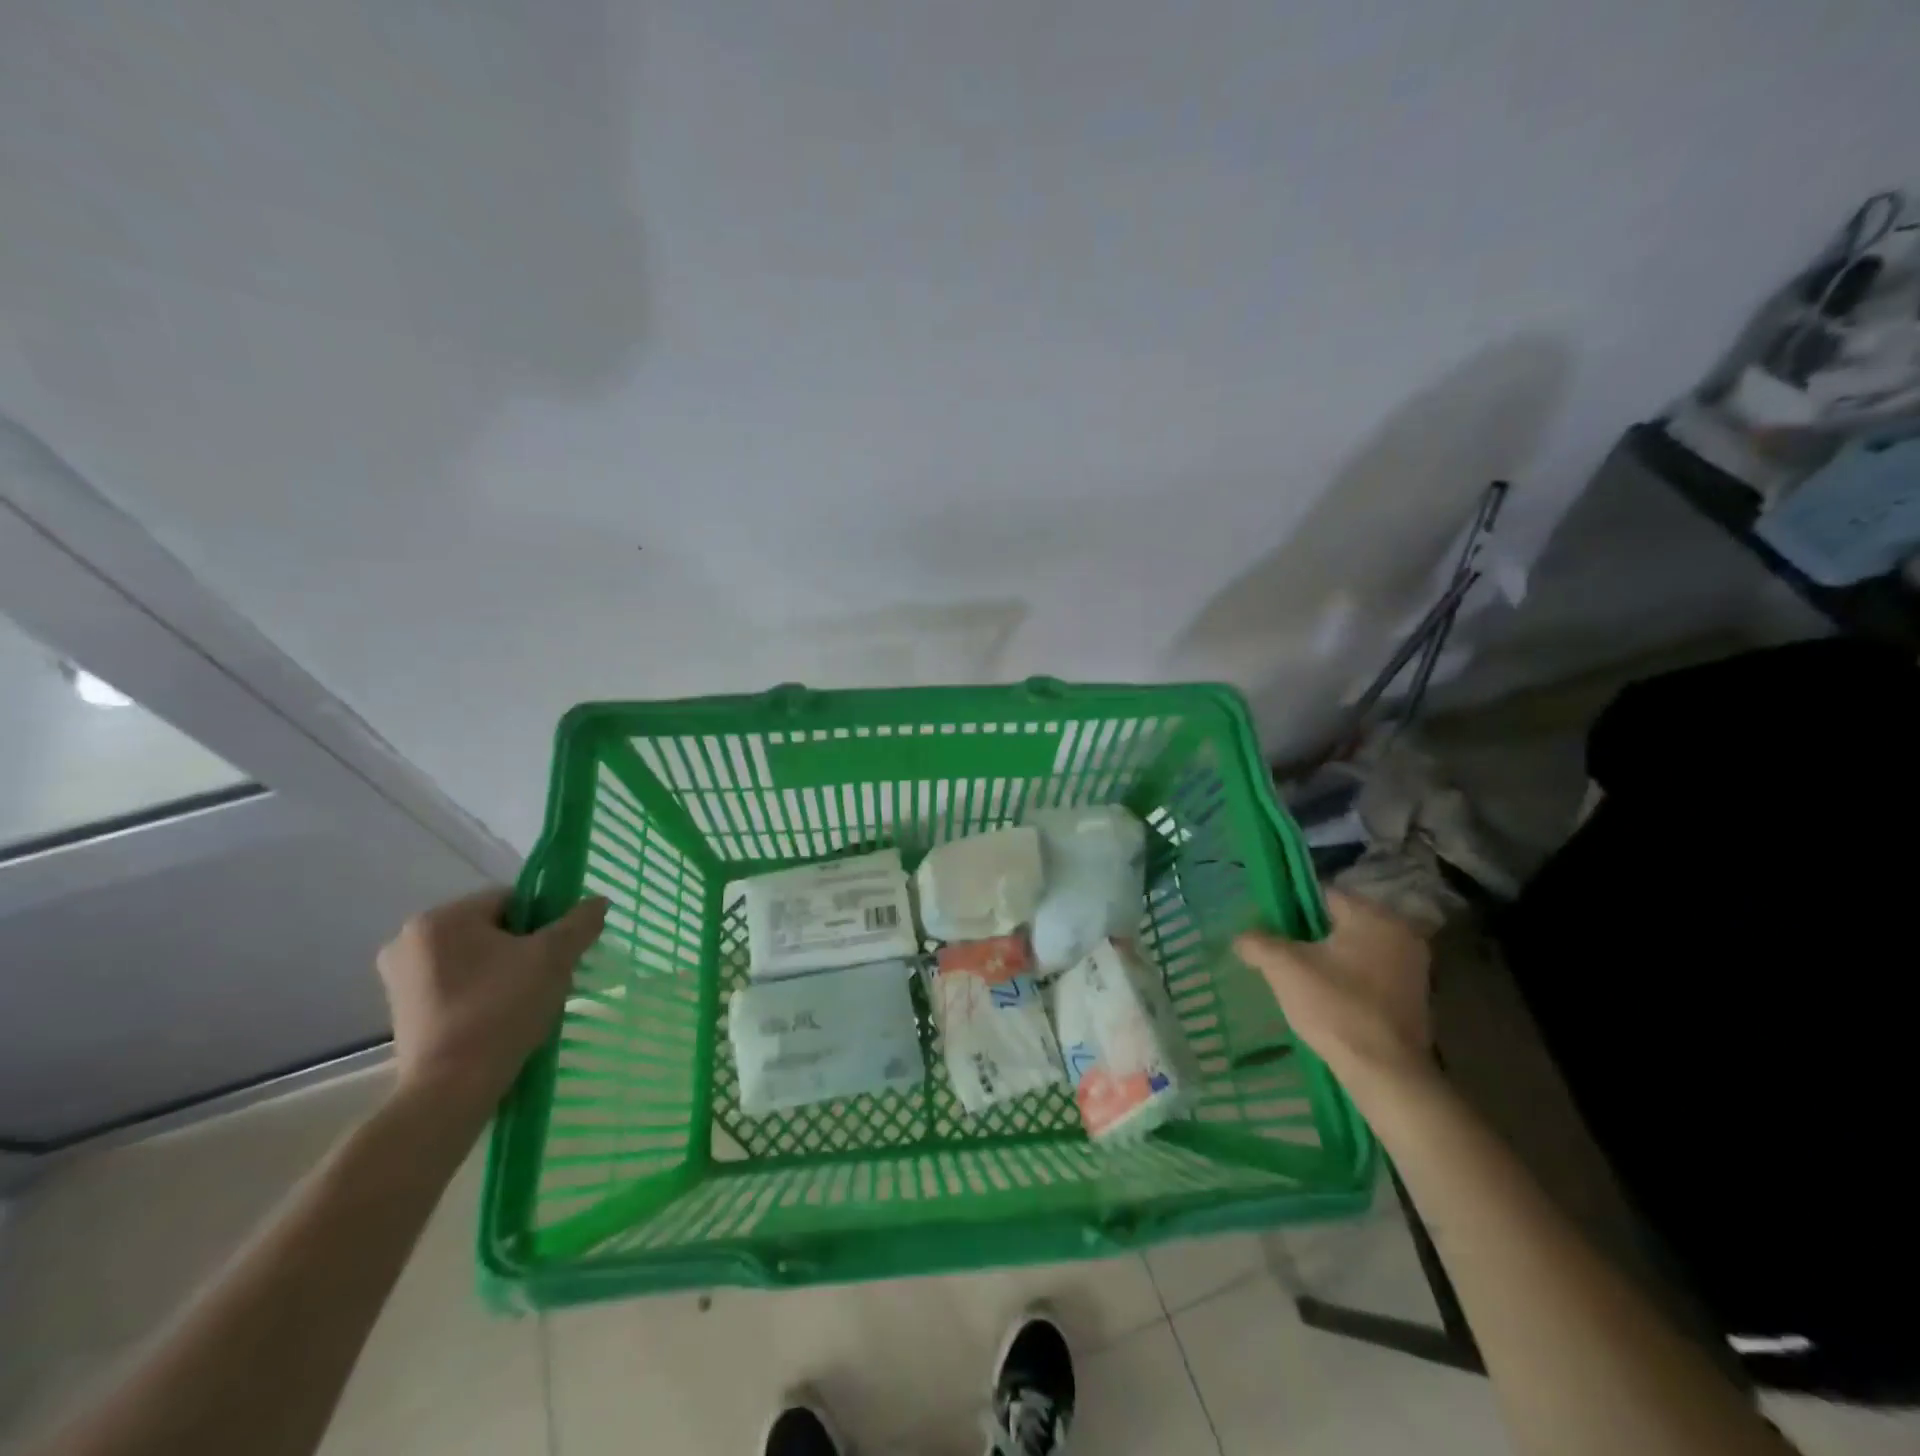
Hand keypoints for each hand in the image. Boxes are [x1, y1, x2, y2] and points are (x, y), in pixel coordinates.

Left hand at [376, 888, 607, 1111]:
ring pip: (475, 957)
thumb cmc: (501, 1010)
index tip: (559, 950)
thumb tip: (598, 901)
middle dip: (524, 947)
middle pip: (491, 928)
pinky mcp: (402, 1011)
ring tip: (528, 1000)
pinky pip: (456, 984)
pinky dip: (482, 992)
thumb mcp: (554, 958)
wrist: (451, 1090)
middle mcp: (409, 940)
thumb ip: (579, 922)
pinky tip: (501, 1016)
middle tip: (548, 976)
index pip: (510, 899)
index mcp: (440, 918)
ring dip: (504, 970)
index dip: (544, 920)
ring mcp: (399, 978)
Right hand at [1235, 889, 1435, 1089]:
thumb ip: (1257, 942)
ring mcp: (1413, 967)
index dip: (1291, 908)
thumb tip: (1242, 937)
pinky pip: (1371, 974)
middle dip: (1310, 936)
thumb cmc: (1335, 1007)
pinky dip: (1349, 980)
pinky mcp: (1416, 997)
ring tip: (1300, 979)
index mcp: (1373, 916)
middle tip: (1282, 955)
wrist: (1385, 1073)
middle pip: (1340, 922)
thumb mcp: (1283, 968)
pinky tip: (1327, 999)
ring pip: (1356, 949)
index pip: (1323, 895)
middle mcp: (1400, 933)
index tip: (1271, 928)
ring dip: (1330, 959)